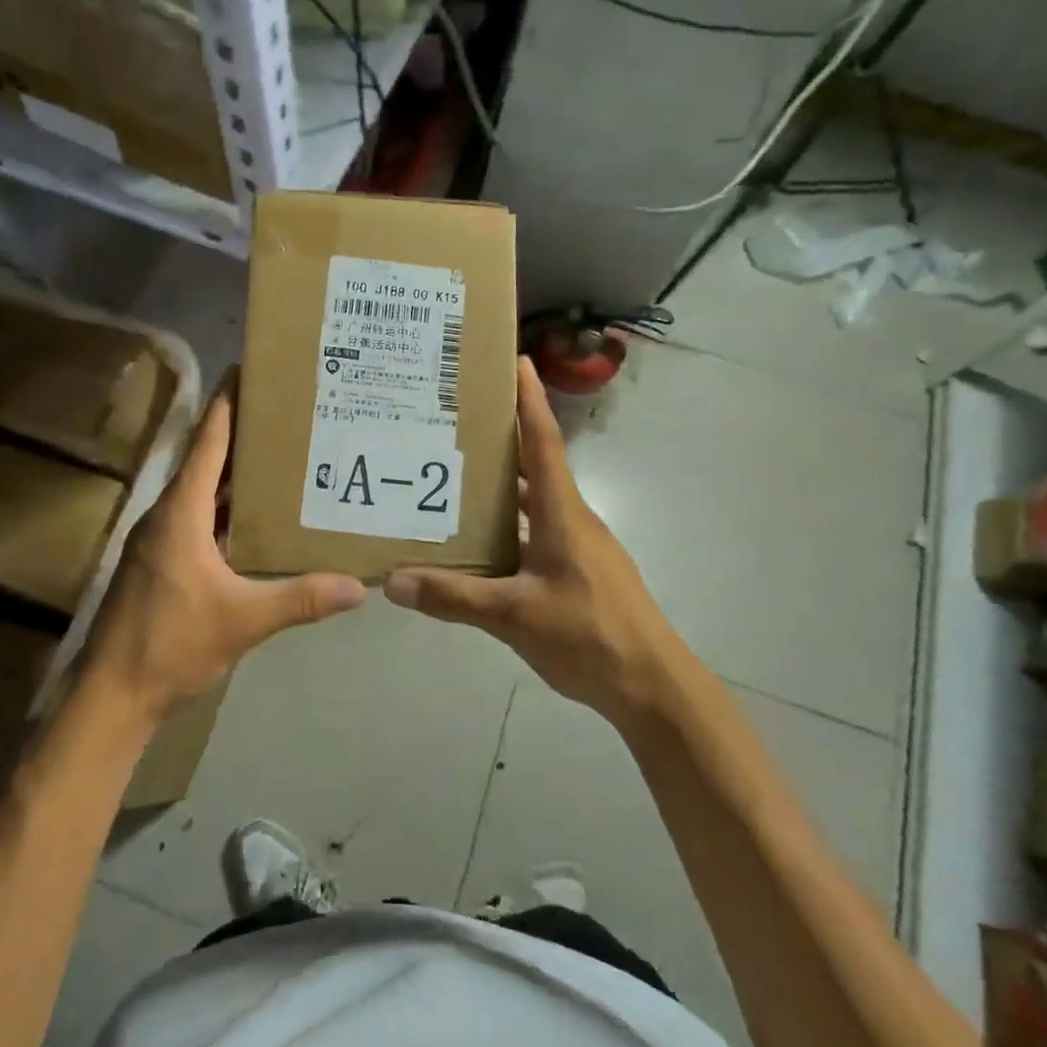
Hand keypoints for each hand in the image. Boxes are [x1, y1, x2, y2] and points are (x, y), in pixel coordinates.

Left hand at [82, 373, 366, 725]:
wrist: (112, 695)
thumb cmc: (171, 644)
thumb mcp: (243, 620)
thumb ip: (301, 598)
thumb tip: (361, 586)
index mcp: (180, 513)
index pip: (208, 443)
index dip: (228, 404)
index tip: (249, 368)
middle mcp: (166, 515)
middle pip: (206, 461)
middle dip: (242, 434)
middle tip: (286, 411)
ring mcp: (160, 540)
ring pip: (201, 492)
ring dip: (234, 473)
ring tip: (279, 455)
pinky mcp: (162, 562)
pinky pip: (197, 518)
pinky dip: (225, 508)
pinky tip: (255, 516)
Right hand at [384, 358, 685, 725]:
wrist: (653, 685)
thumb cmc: (590, 637)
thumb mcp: (515, 617)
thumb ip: (454, 599)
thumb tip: (393, 581)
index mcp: (562, 513)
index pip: (543, 442)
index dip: (530, 400)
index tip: (515, 361)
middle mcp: (571, 518)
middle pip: (534, 465)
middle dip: (500, 438)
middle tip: (454, 419)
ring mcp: (578, 546)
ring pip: (533, 502)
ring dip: (500, 486)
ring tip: (452, 475)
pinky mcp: (577, 571)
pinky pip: (535, 532)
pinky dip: (507, 525)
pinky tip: (477, 540)